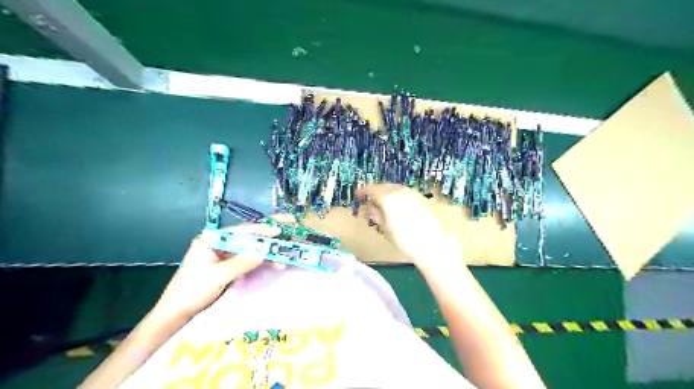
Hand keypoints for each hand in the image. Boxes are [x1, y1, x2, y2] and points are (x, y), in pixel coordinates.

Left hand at [152, 214, 291, 320]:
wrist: (175, 313)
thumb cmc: (192, 292)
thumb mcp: (217, 276)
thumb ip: (241, 262)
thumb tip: (264, 252)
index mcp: (211, 239)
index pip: (241, 230)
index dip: (262, 229)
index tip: (280, 229)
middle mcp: (218, 242)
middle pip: (248, 235)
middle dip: (269, 234)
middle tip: (289, 227)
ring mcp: (223, 253)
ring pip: (250, 247)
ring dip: (267, 251)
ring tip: (286, 255)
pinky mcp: (227, 264)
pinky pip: (248, 258)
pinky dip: (261, 261)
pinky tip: (275, 264)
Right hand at [357, 186, 458, 269]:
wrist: (431, 243)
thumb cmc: (404, 238)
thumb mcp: (384, 227)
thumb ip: (374, 214)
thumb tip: (366, 207)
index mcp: (387, 197)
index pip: (371, 189)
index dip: (362, 191)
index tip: (356, 196)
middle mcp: (399, 190)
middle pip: (383, 186)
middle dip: (374, 192)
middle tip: (368, 200)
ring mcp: (411, 192)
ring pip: (393, 188)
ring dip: (385, 193)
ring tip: (381, 203)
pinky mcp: (419, 197)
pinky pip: (403, 192)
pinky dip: (395, 195)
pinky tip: (394, 205)